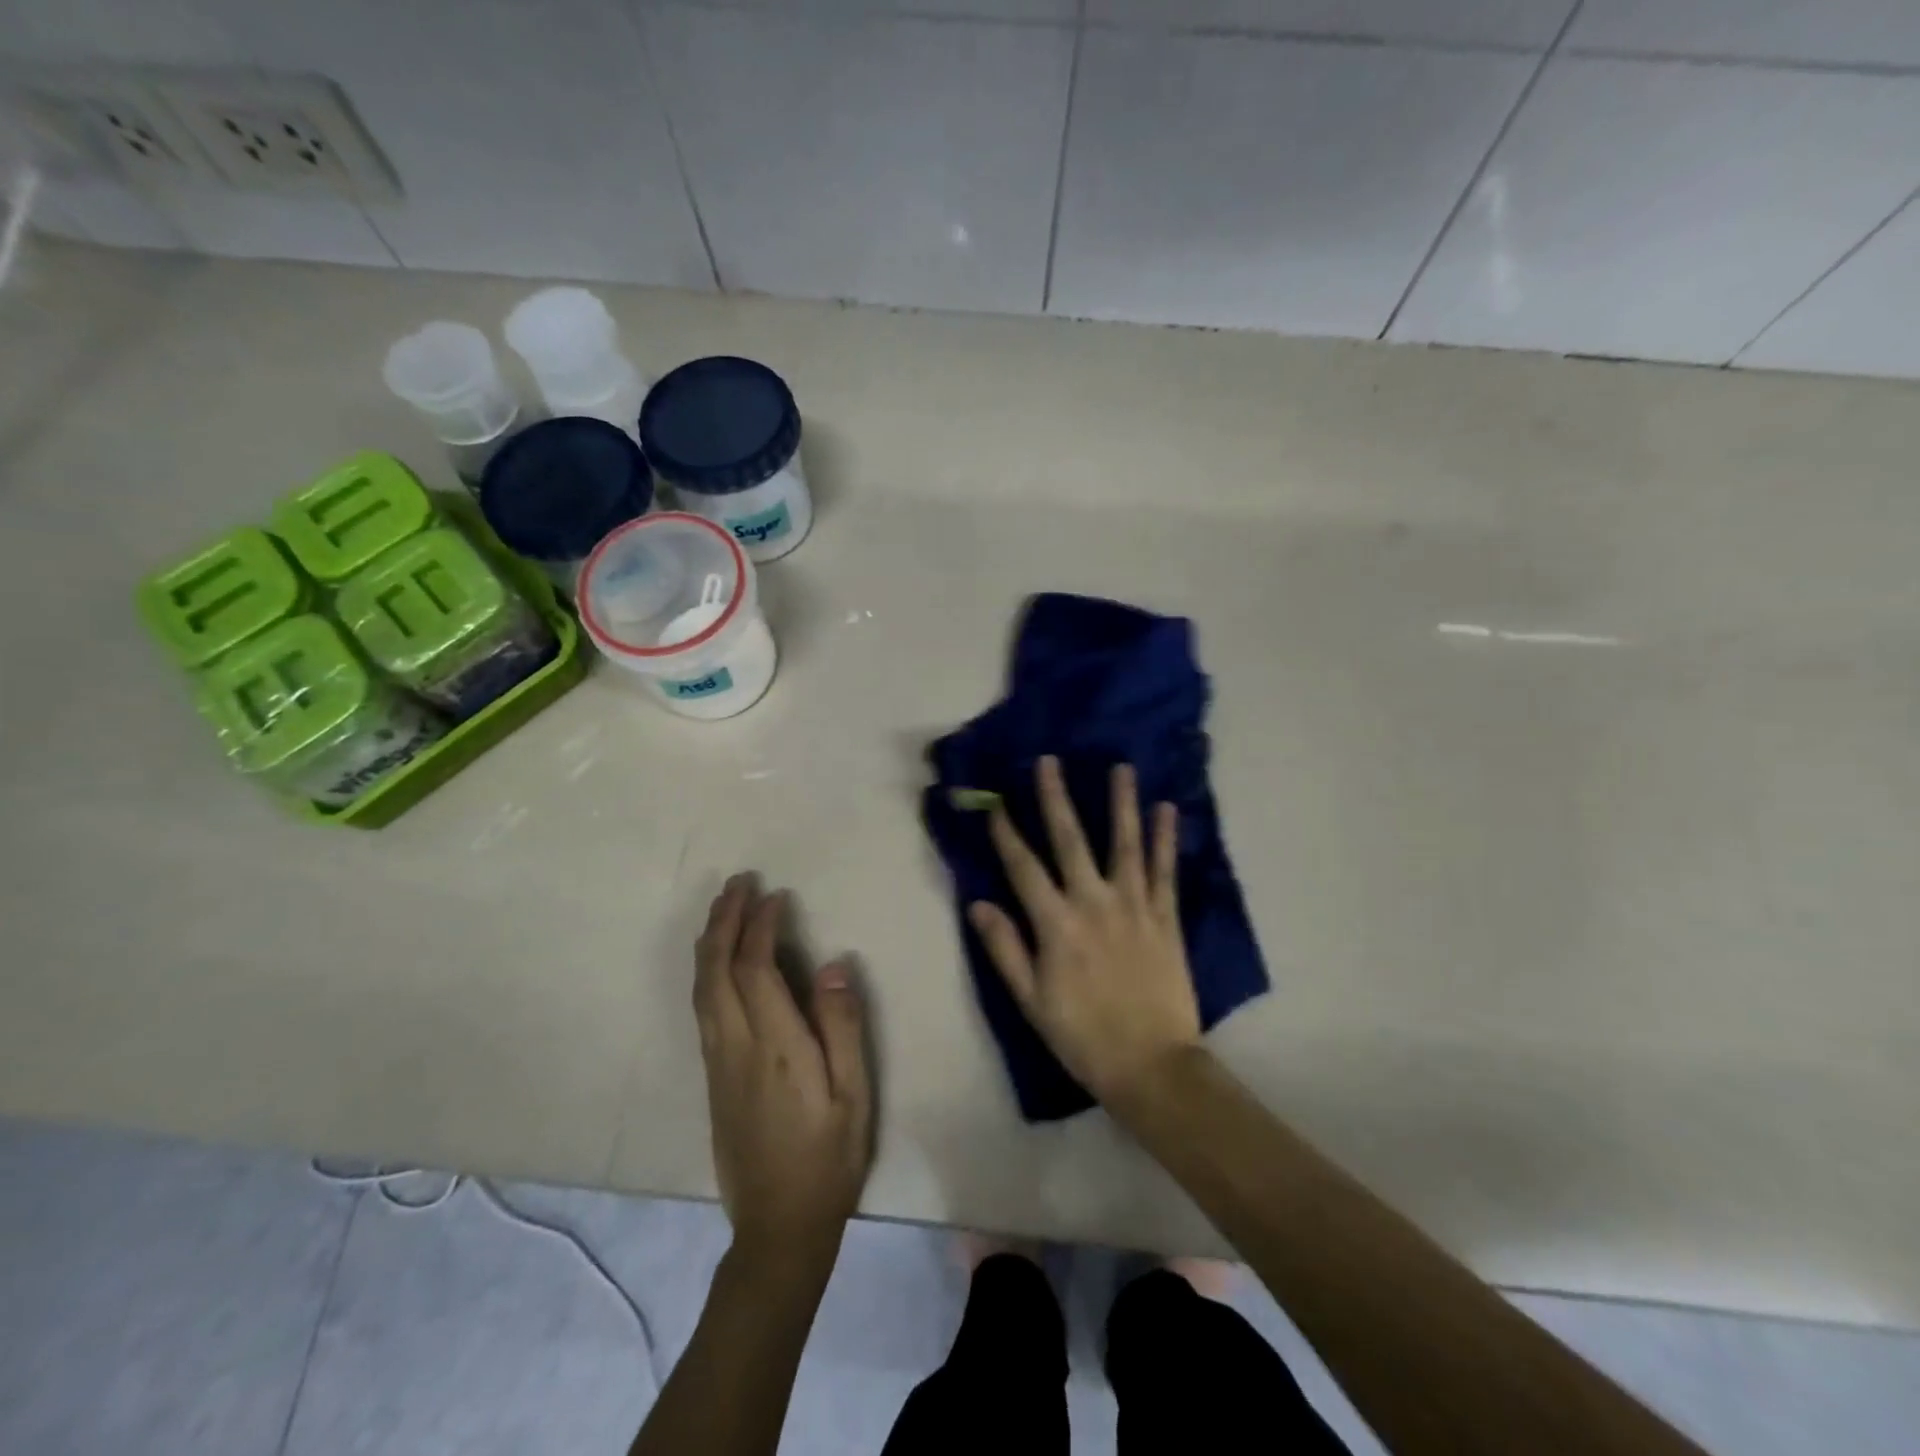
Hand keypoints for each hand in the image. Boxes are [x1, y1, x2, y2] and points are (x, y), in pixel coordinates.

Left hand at [693, 876, 873, 1268]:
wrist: (778, 1228)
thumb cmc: (828, 1159)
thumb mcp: (854, 1095)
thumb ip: (842, 1027)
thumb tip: (831, 965)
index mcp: (775, 1047)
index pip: (756, 968)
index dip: (761, 926)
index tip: (776, 895)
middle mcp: (736, 1047)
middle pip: (716, 970)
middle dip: (724, 920)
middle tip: (738, 881)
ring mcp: (717, 1063)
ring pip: (701, 988)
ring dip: (710, 941)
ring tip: (724, 907)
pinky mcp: (712, 1077)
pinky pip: (702, 1007)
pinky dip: (707, 970)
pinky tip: (718, 960)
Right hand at [969, 757, 1202, 1113]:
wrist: (1151, 1065)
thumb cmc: (1082, 1036)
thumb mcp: (1031, 1001)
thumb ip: (1005, 948)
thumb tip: (978, 904)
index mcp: (1056, 925)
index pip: (1023, 867)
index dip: (1006, 833)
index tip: (995, 802)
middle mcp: (1093, 903)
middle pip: (1070, 840)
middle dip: (1056, 798)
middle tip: (1050, 761)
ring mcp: (1134, 906)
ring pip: (1124, 844)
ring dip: (1120, 803)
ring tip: (1121, 767)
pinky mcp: (1165, 917)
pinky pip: (1164, 870)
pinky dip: (1165, 838)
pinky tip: (1167, 809)